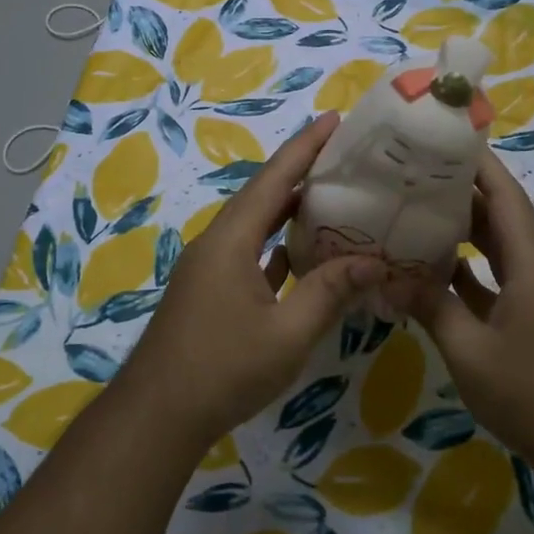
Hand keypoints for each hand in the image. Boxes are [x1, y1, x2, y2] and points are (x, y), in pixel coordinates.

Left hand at [117, 112, 384, 451]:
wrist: (159, 414)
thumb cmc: (223, 369)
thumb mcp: (287, 334)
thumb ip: (329, 292)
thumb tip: (374, 261)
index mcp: (231, 241)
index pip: (274, 180)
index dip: (305, 147)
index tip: (334, 119)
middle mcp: (217, 244)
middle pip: (263, 196)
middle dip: (301, 171)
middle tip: (345, 156)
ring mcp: (210, 269)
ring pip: (256, 226)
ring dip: (290, 210)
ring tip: (332, 196)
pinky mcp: (210, 292)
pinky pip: (250, 254)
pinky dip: (277, 246)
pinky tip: (302, 252)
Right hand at [411, 153, 533, 465]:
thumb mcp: (471, 352)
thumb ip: (432, 308)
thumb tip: (388, 276)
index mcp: (532, 264)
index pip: (505, 196)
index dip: (478, 164)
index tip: (444, 138)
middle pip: (501, 217)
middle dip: (462, 193)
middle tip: (413, 176)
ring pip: (500, 250)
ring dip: (465, 233)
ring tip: (417, 213)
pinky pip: (500, 282)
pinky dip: (471, 273)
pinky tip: (436, 273)